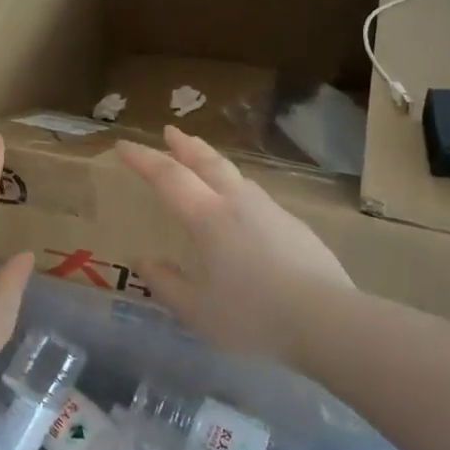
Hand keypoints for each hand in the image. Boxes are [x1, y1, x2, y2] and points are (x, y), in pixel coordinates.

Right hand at [117, 126, 354, 361]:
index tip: (123, 145)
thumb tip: (142, 261)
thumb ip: (166, 283)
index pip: (168, 177)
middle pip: (207, 162)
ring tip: (203, 161)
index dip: (143, 159)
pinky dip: (236, 186)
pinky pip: (254, 194)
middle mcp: (237, 203)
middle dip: (185, 144)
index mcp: (207, 218)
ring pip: (235, 175)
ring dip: (212, 161)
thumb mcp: (196, 310)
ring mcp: (269, 210)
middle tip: (170, 131)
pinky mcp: (292, 224)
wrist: (326, 319)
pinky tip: (240, 204)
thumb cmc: (252, 316)